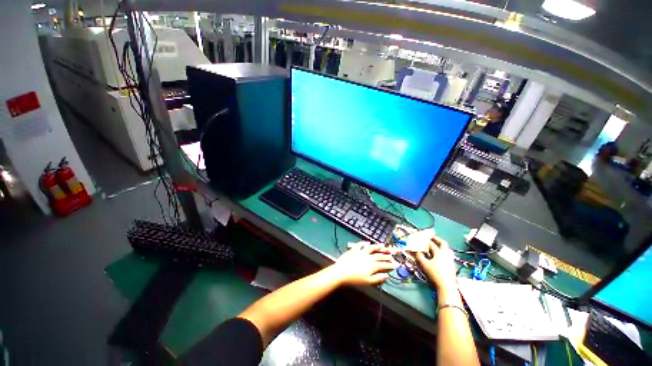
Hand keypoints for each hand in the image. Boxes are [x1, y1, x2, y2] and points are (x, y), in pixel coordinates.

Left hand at [330, 242, 398, 285]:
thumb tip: (387, 275)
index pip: (383, 265)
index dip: (390, 265)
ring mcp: (361, 252)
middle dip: (386, 256)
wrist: (341, 272)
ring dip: (377, 247)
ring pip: (371, 248)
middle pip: (379, 256)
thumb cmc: (354, 279)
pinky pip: (361, 244)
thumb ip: (378, 278)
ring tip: (382, 246)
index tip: (396, 264)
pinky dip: (364, 243)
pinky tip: (367, 242)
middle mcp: (368, 257)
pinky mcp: (354, 249)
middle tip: (391, 255)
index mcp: (372, 266)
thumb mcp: (368, 282)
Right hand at [415, 236, 457, 292]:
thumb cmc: (435, 274)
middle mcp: (446, 254)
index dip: (425, 241)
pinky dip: (443, 252)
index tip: (420, 239)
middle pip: (443, 243)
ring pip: (447, 249)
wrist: (447, 286)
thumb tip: (414, 249)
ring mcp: (451, 260)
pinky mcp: (453, 265)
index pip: (431, 244)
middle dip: (436, 239)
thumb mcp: (424, 264)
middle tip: (431, 237)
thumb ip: (419, 255)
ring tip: (436, 245)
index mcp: (439, 252)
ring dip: (441, 246)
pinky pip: (448, 255)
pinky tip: (440, 256)